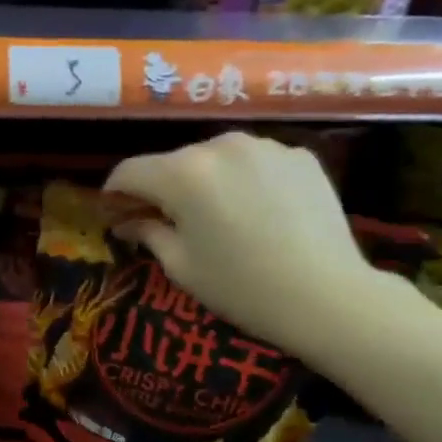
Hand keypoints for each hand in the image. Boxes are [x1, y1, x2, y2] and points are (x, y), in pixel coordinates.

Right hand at [107, 132, 381, 349]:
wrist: (328, 296)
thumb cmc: (242, 287)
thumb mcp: (183, 267)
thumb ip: (149, 233)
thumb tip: (128, 223)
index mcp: (183, 173)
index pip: (130, 171)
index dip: (115, 192)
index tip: (114, 211)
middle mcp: (220, 145)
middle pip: (174, 162)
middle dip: (163, 188)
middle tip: (166, 220)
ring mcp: (264, 146)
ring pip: (217, 158)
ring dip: (207, 181)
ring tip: (219, 216)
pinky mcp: (299, 156)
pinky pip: (256, 163)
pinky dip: (246, 181)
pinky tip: (259, 213)